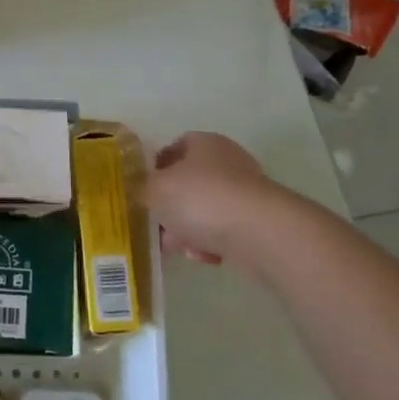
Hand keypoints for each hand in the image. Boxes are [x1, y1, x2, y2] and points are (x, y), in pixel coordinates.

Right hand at [144, 132, 276, 264]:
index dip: (155, 168)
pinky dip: (212, 243)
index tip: (143, 190)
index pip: (174, 148)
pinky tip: (205, 256)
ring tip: (179, 248)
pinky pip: (225, 231)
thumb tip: (139, 191)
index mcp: (203, 143)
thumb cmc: (200, 198)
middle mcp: (228, 162)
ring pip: (205, 211)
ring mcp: (246, 193)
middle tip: (156, 225)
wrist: (260, 233)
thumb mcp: (154, 190)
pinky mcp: (258, 222)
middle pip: (189, 183)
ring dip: (188, 230)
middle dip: (171, 207)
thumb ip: (140, 188)